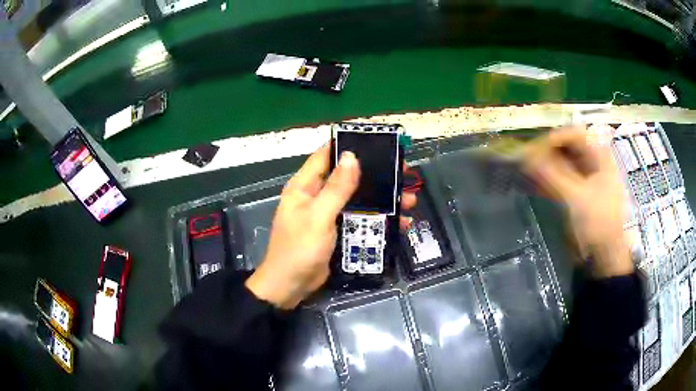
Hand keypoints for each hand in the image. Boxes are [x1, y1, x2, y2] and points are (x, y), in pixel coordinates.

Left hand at [246, 145, 416, 308]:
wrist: (292, 286)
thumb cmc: (299, 249)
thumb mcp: (318, 217)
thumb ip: (336, 188)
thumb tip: (352, 156)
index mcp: (305, 186)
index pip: (326, 155)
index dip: (348, 145)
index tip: (376, 141)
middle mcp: (317, 195)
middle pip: (348, 177)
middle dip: (375, 175)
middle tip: (403, 173)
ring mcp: (328, 214)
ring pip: (359, 199)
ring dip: (383, 199)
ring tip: (409, 200)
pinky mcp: (338, 230)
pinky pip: (360, 219)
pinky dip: (378, 219)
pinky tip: (400, 222)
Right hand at [522, 126, 632, 277]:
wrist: (607, 254)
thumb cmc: (598, 223)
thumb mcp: (577, 198)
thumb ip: (552, 175)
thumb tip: (526, 156)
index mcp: (600, 156)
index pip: (574, 134)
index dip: (554, 138)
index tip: (534, 151)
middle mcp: (595, 160)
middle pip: (568, 146)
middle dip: (547, 152)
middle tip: (528, 162)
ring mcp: (589, 176)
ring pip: (564, 162)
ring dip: (546, 166)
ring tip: (528, 173)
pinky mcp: (581, 190)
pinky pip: (564, 177)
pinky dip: (550, 179)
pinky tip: (536, 184)